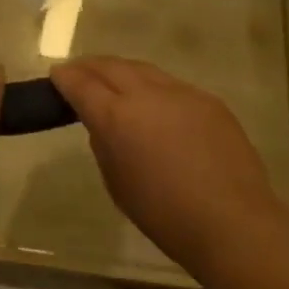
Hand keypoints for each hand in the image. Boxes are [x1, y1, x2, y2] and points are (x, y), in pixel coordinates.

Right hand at [51, 57, 288, 278]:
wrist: (233, 222)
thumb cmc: (165, 215)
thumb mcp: (117, 184)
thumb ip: (105, 145)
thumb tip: (104, 125)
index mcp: (116, 116)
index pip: (81, 84)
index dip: (65, 78)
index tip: (56, 75)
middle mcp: (146, 93)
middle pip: (111, 66)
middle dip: (90, 66)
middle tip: (78, 72)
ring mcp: (181, 92)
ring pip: (143, 70)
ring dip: (123, 72)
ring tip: (114, 81)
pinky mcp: (208, 100)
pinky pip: (172, 85)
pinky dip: (154, 88)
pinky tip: (156, 104)